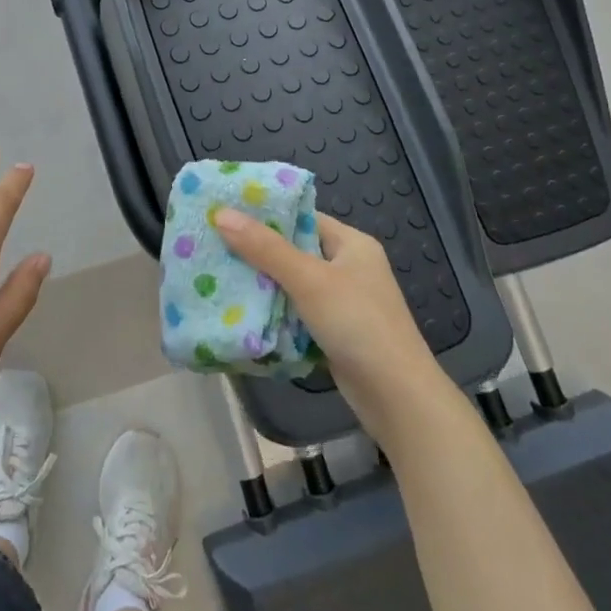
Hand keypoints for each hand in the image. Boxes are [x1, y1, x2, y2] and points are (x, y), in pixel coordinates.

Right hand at [214, 209, 442, 441]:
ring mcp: (343, 302)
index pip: (302, 217)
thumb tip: (221, 213)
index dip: (266, 215)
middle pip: (294, 250)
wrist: (397, 398)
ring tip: (219, 276)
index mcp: (351, 244)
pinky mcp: (334, 332)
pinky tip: (243, 312)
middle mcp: (348, 267)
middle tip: (214, 245)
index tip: (226, 213)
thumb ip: (265, 248)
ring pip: (293, 284)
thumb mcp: (308, 280)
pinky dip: (274, 312)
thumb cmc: (358, 324)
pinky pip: (297, 312)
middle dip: (257, 252)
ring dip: (263, 285)